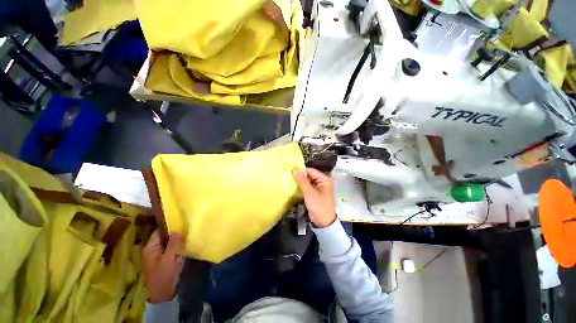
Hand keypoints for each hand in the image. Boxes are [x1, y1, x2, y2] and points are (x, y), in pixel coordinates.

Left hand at [142, 230, 184, 302]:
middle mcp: (154, 249)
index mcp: (151, 248)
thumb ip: (173, 244)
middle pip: (165, 237)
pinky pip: (172, 249)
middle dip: (176, 233)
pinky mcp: (166, 260)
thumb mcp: (168, 259)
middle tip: (188, 227)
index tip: (181, 220)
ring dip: (178, 240)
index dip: (169, 226)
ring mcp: (160, 255)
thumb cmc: (163, 275)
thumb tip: (177, 230)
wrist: (162, 294)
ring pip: (170, 242)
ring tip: (189, 233)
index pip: (159, 232)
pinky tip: (187, 244)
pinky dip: (179, 246)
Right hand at [293, 167, 336, 227]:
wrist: (324, 222)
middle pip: (309, 175)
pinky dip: (302, 186)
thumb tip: (295, 169)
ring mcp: (319, 187)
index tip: (290, 169)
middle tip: (288, 174)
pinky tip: (293, 185)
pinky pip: (308, 186)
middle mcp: (322, 181)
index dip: (301, 170)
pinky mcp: (315, 193)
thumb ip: (302, 180)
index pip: (311, 170)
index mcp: (324, 179)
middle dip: (300, 175)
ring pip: (307, 181)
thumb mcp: (309, 192)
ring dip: (300, 181)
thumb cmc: (318, 206)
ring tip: (288, 178)